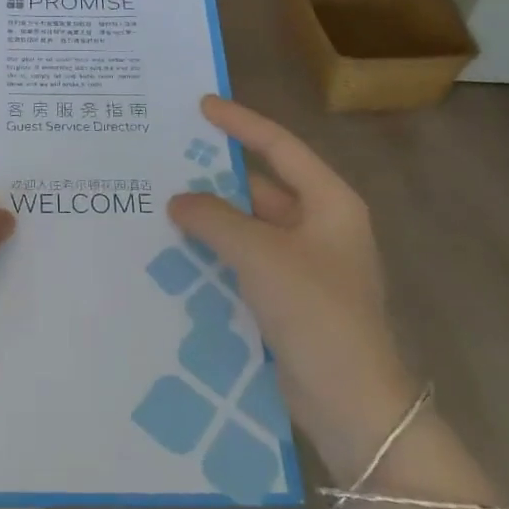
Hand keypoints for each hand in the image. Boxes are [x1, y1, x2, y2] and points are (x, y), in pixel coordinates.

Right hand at [167, 96, 413, 471]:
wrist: (350, 403)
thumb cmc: (316, 312)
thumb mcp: (261, 254)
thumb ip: (215, 219)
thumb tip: (178, 200)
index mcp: (329, 203)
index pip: (280, 147)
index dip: (241, 123)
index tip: (201, 106)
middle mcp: (318, 227)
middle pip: (260, 187)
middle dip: (214, 176)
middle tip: (164, 160)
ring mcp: (302, 265)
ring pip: (247, 227)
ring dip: (209, 218)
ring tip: (158, 203)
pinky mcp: (285, 298)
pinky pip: (242, 261)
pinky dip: (213, 253)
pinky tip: (174, 252)